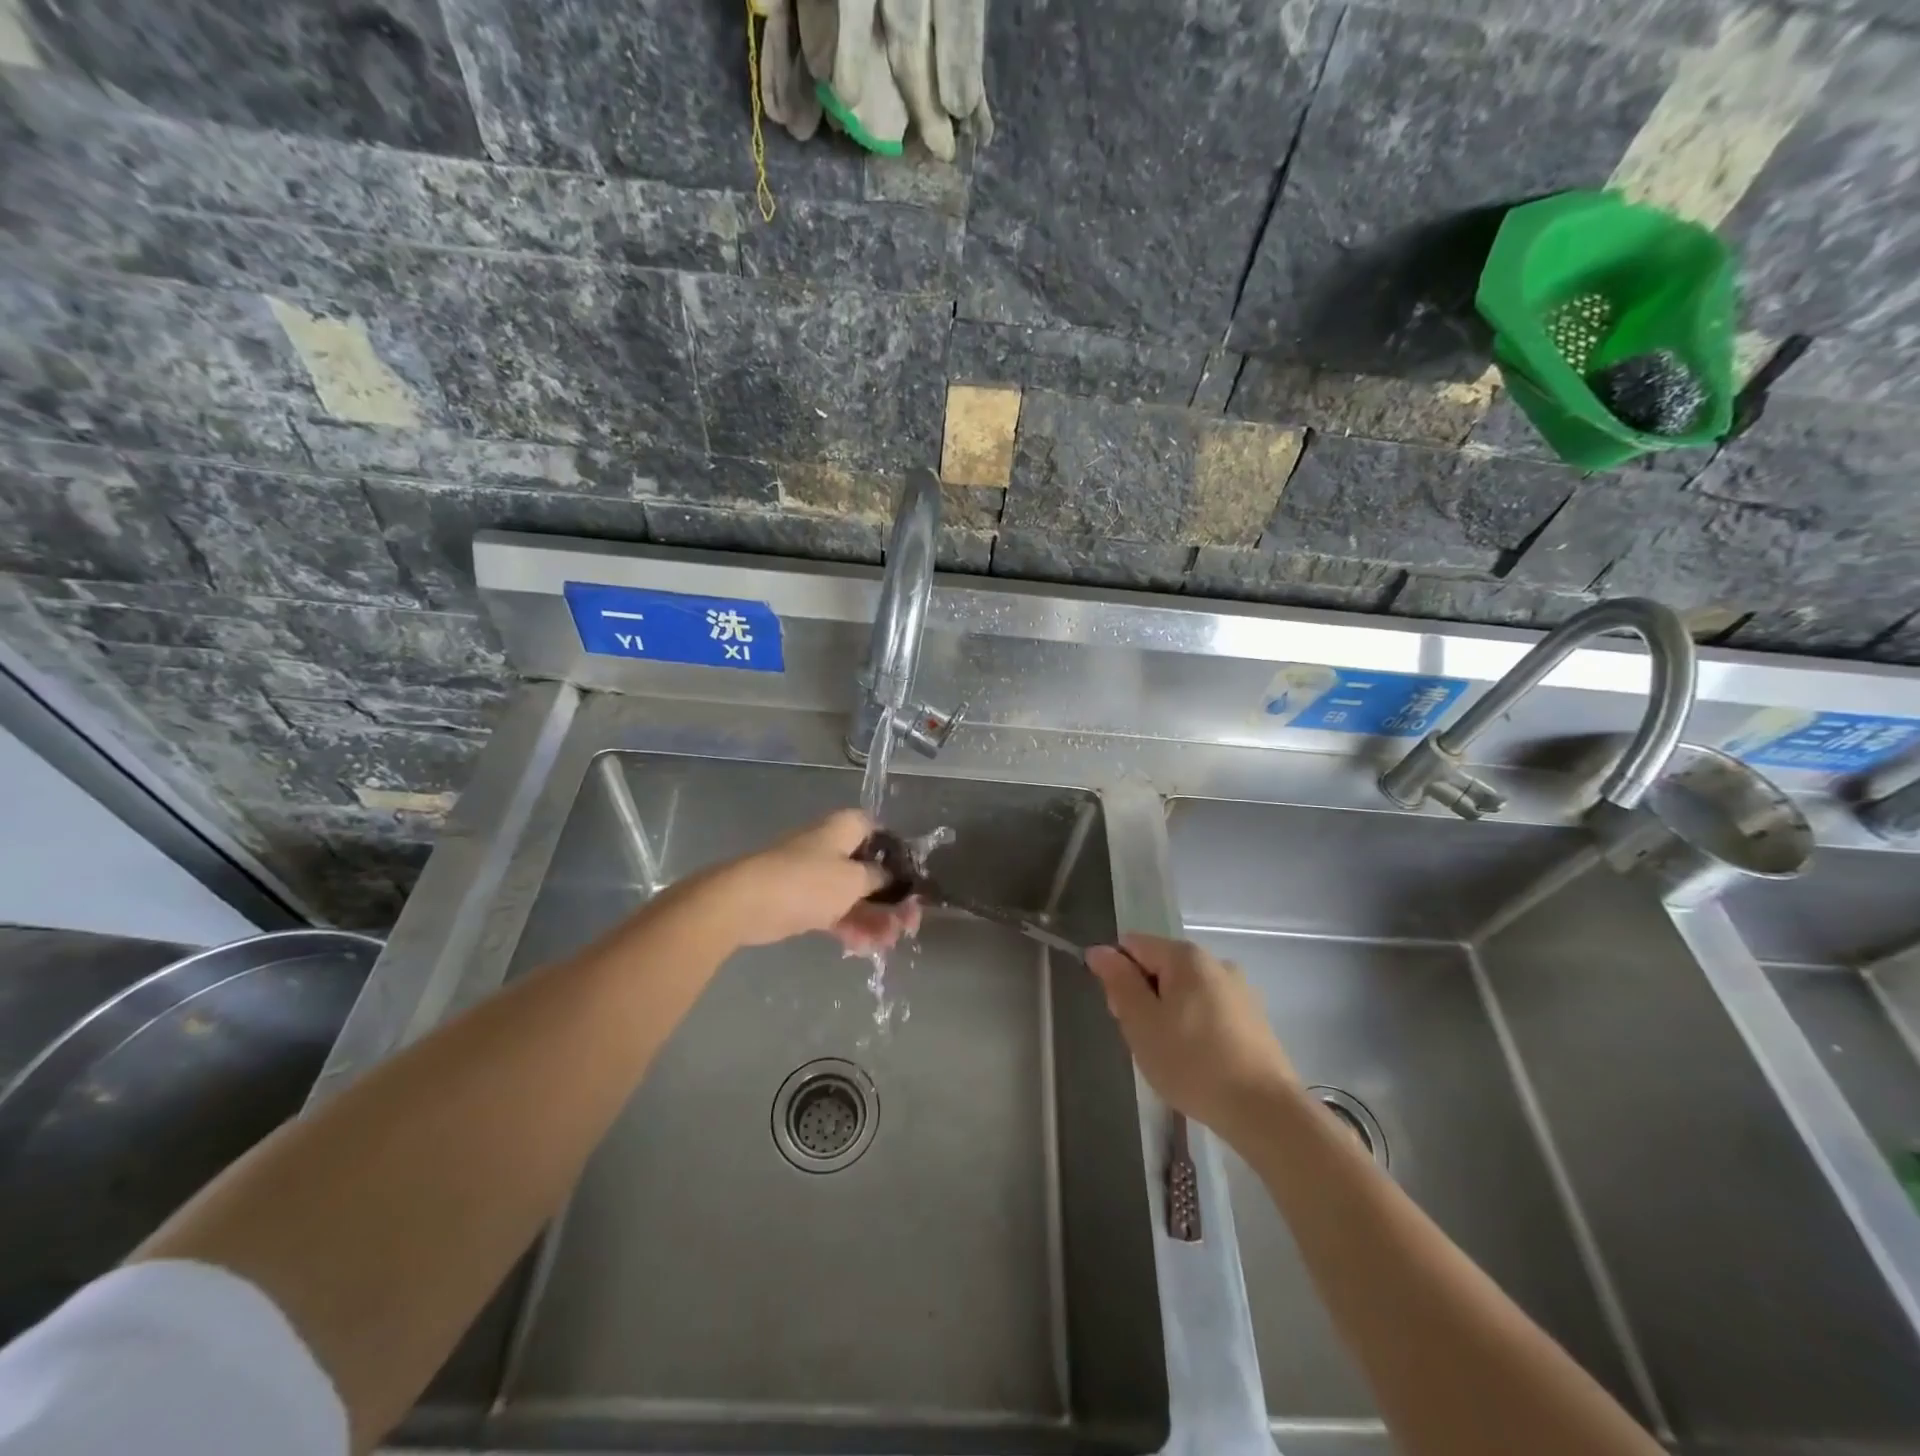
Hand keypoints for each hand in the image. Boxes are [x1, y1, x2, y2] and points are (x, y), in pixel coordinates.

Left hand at [705, 810, 920, 952]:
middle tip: (907, 925)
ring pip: (853, 895)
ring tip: (887, 944)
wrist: (746, 903)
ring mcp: (815, 874)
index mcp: (845, 829)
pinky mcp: (801, 900)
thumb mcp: (854, 880)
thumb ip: (881, 879)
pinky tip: (863, 948)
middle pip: (870, 870)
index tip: (911, 882)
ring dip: (873, 919)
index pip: (881, 833)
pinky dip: (849, 926)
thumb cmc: (808, 882)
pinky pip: (834, 911)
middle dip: (890, 899)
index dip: (899, 856)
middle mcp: (831, 846)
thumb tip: (893, 878)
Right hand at [1086, 935, 1297, 1141]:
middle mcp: (1216, 962)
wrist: (1265, 1111)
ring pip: (1184, 992)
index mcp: (1186, 956)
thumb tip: (1100, 950)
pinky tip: (1197, 1063)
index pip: (1133, 945)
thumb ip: (1118, 981)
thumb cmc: (1192, 1062)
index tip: (1121, 1014)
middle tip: (1144, 1040)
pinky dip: (1194, 1029)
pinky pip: (1208, 1012)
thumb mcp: (1141, 1022)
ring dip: (1167, 1016)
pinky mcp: (1254, 1020)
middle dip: (1143, 998)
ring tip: (1170, 1057)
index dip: (1117, 975)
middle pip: (1160, 967)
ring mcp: (1239, 991)